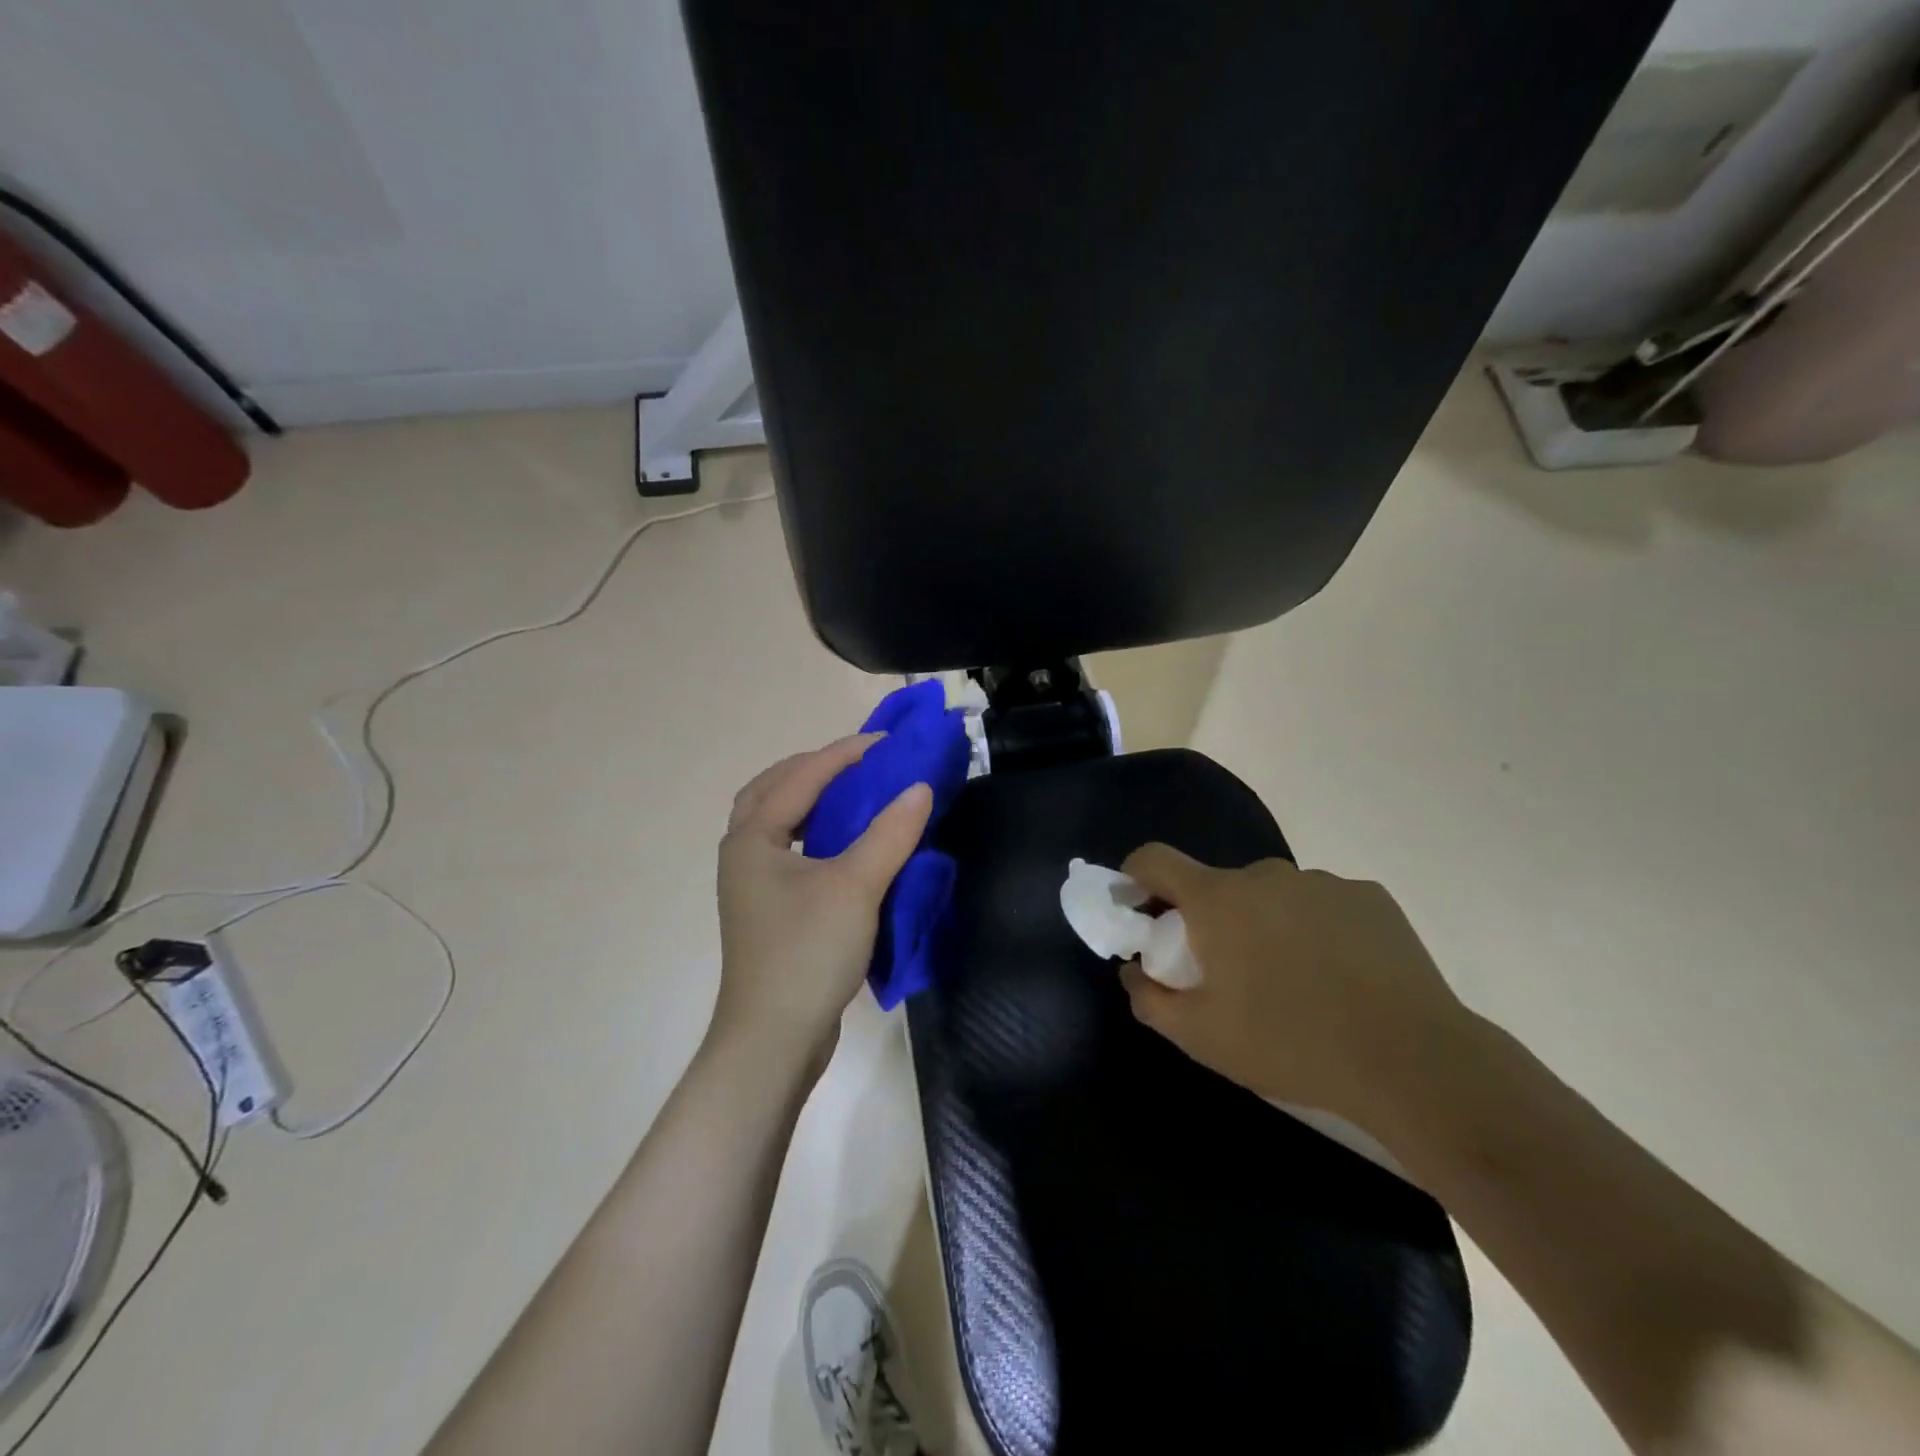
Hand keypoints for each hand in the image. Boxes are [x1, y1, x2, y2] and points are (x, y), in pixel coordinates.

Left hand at [713, 735, 933, 1076]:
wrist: (774, 1040)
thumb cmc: (808, 953)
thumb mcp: (855, 887)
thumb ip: (889, 833)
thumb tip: (920, 788)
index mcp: (752, 839)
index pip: (800, 778)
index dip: (844, 754)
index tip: (886, 742)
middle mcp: (742, 854)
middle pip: (772, 791)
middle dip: (813, 769)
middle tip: (858, 762)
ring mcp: (751, 886)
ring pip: (775, 822)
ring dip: (808, 799)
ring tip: (850, 793)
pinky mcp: (768, 912)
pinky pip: (787, 851)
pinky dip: (812, 832)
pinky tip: (842, 845)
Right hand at [1118, 845, 1470, 1125]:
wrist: (1413, 1061)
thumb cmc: (1290, 1043)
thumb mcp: (1201, 1036)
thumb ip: (1150, 998)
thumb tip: (1133, 970)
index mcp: (1218, 899)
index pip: (1155, 859)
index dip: (1135, 875)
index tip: (1136, 906)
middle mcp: (1265, 875)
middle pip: (1219, 886)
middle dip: (1210, 920)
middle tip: (1227, 973)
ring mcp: (1322, 882)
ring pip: (1273, 897)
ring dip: (1266, 925)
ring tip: (1294, 982)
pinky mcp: (1370, 897)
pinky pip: (1322, 906)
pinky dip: (1315, 930)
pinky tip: (1341, 977)